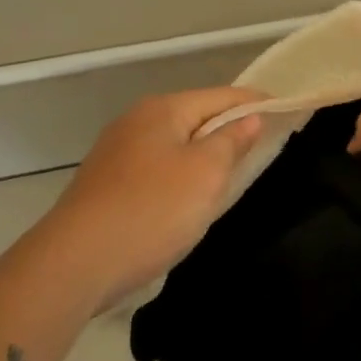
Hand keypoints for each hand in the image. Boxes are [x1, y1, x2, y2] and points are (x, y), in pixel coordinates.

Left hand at [47, 87, 264, 310]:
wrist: (75, 264)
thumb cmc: (151, 211)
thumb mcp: (205, 174)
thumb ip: (232, 141)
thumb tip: (249, 117)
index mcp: (163, 109)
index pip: (222, 96)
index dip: (255, 102)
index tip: (286, 111)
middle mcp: (137, 121)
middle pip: (196, 116)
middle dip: (229, 129)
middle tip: (264, 146)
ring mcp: (116, 152)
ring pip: (175, 144)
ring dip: (204, 154)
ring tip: (232, 173)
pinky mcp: (105, 183)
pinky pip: (156, 167)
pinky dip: (179, 175)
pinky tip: (186, 198)